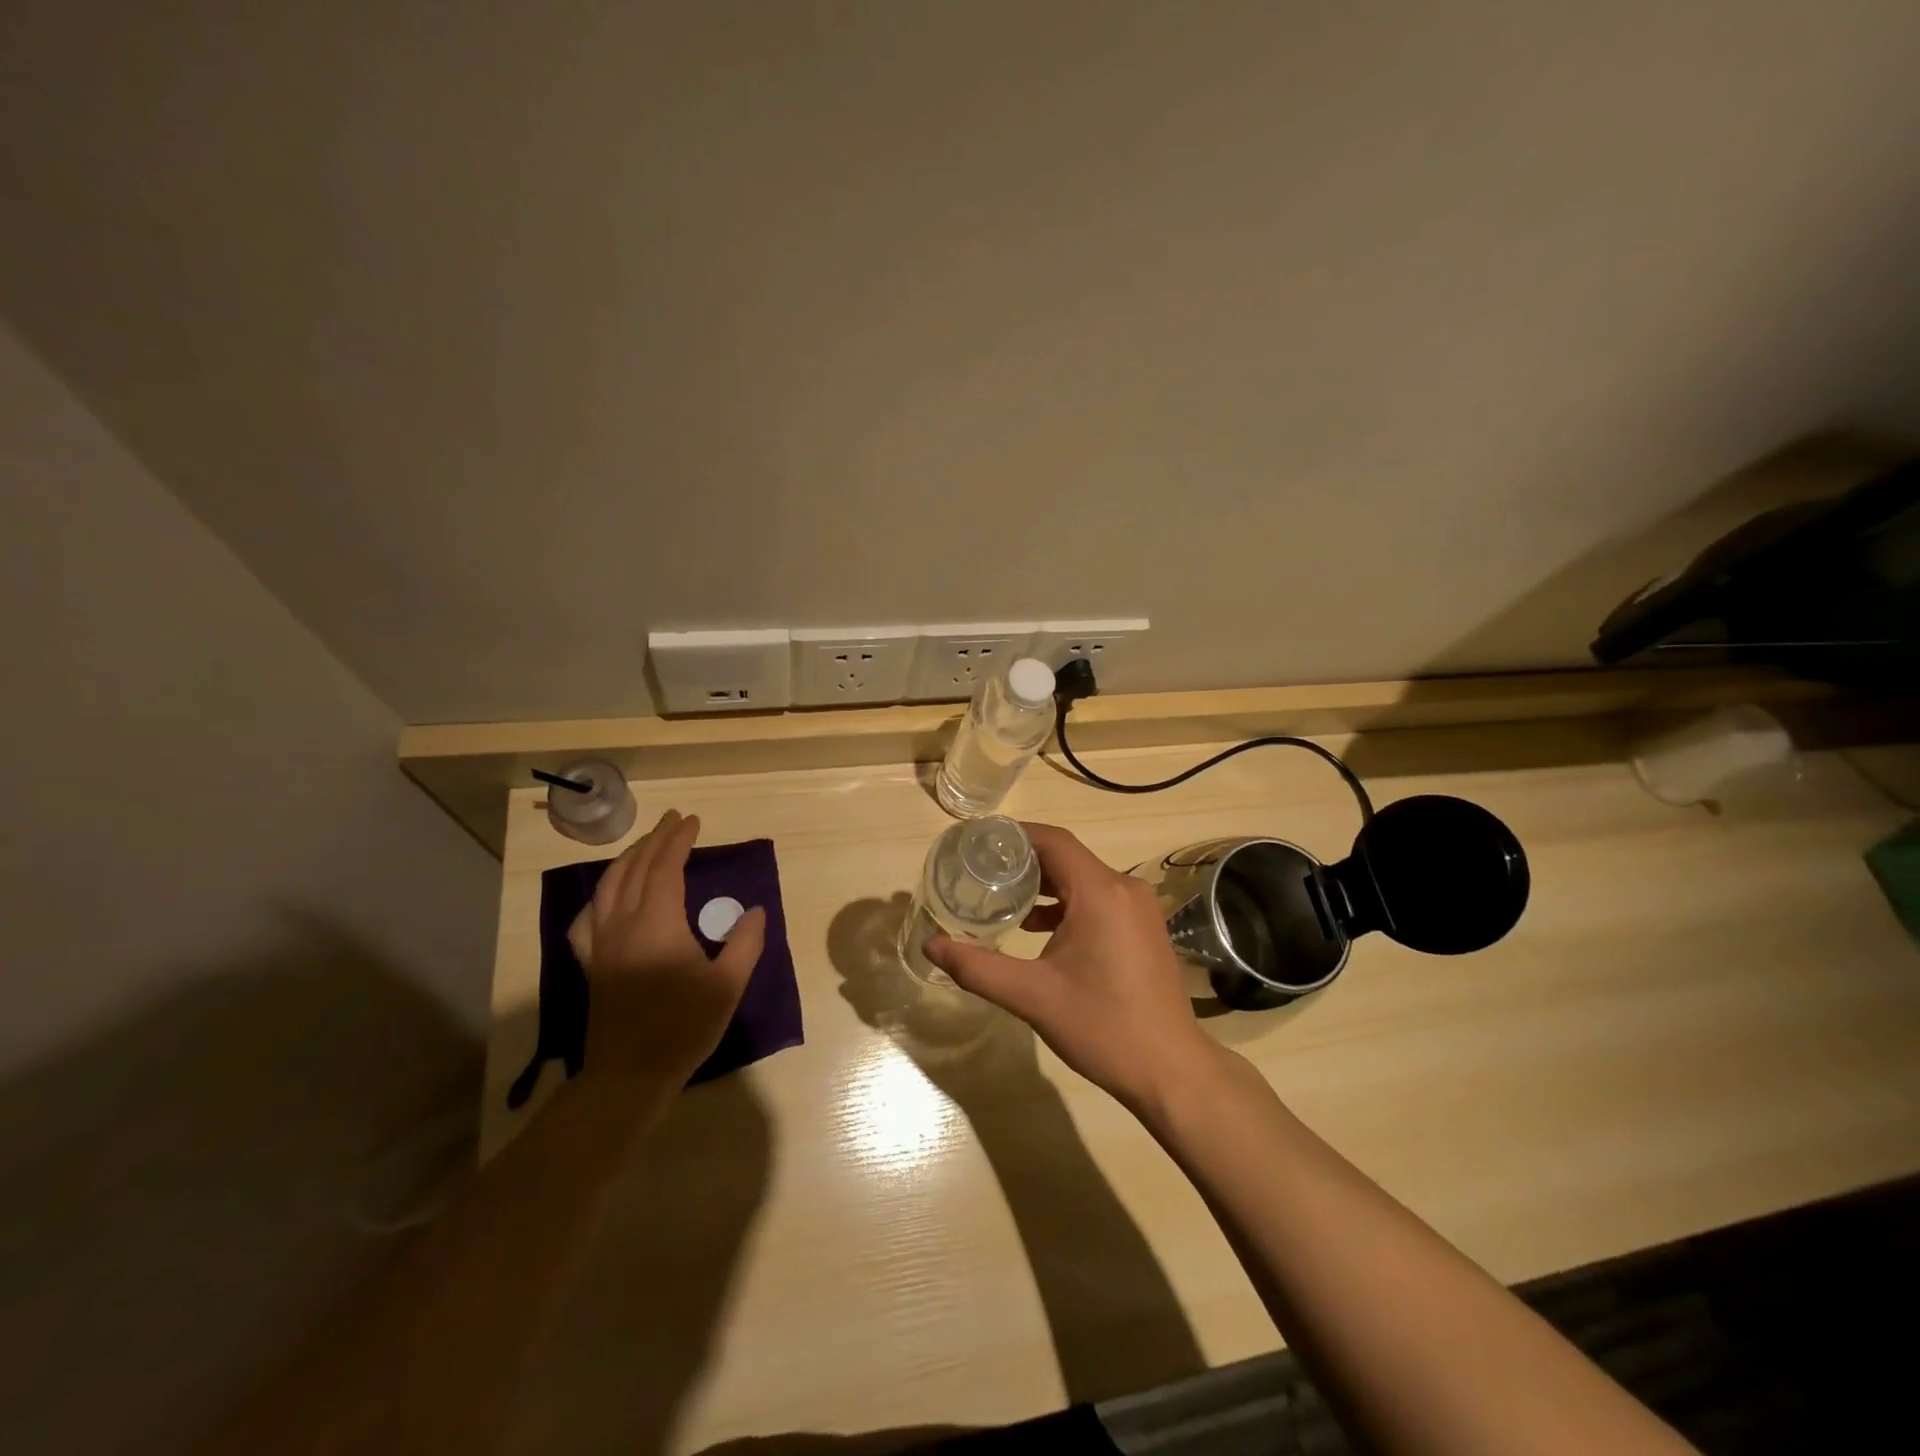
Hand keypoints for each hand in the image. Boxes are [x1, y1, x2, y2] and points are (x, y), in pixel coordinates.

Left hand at [568, 808, 766, 1081]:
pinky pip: (588, 919)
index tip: (694, 821)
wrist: (629, 1076)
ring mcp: (601, 944)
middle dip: (656, 839)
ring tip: (647, 845)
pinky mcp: (592, 963)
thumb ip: (745, 942)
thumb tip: (755, 911)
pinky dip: (600, 897)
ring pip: (609, 886)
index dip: (679, 840)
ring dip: (628, 858)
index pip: (665, 867)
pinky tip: (608, 898)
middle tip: (675, 821)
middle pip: (635, 868)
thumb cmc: (683, 1028)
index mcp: (657, 923)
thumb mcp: (727, 985)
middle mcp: (623, 924)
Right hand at [924, 823, 1220, 1113]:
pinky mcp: (1143, 927)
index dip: (1013, 835)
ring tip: (1001, 896)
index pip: (1053, 840)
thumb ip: (978, 967)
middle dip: (1022, 860)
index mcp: (1101, 892)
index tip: (976, 842)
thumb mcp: (1032, 996)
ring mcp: (1138, 907)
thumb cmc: (1102, 1028)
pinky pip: (1098, 898)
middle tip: (979, 870)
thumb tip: (930, 945)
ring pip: (1082, 878)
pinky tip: (1037, 928)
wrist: (1171, 1070)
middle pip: (1066, 856)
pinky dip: (1066, 903)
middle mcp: (1124, 888)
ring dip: (1044, 884)